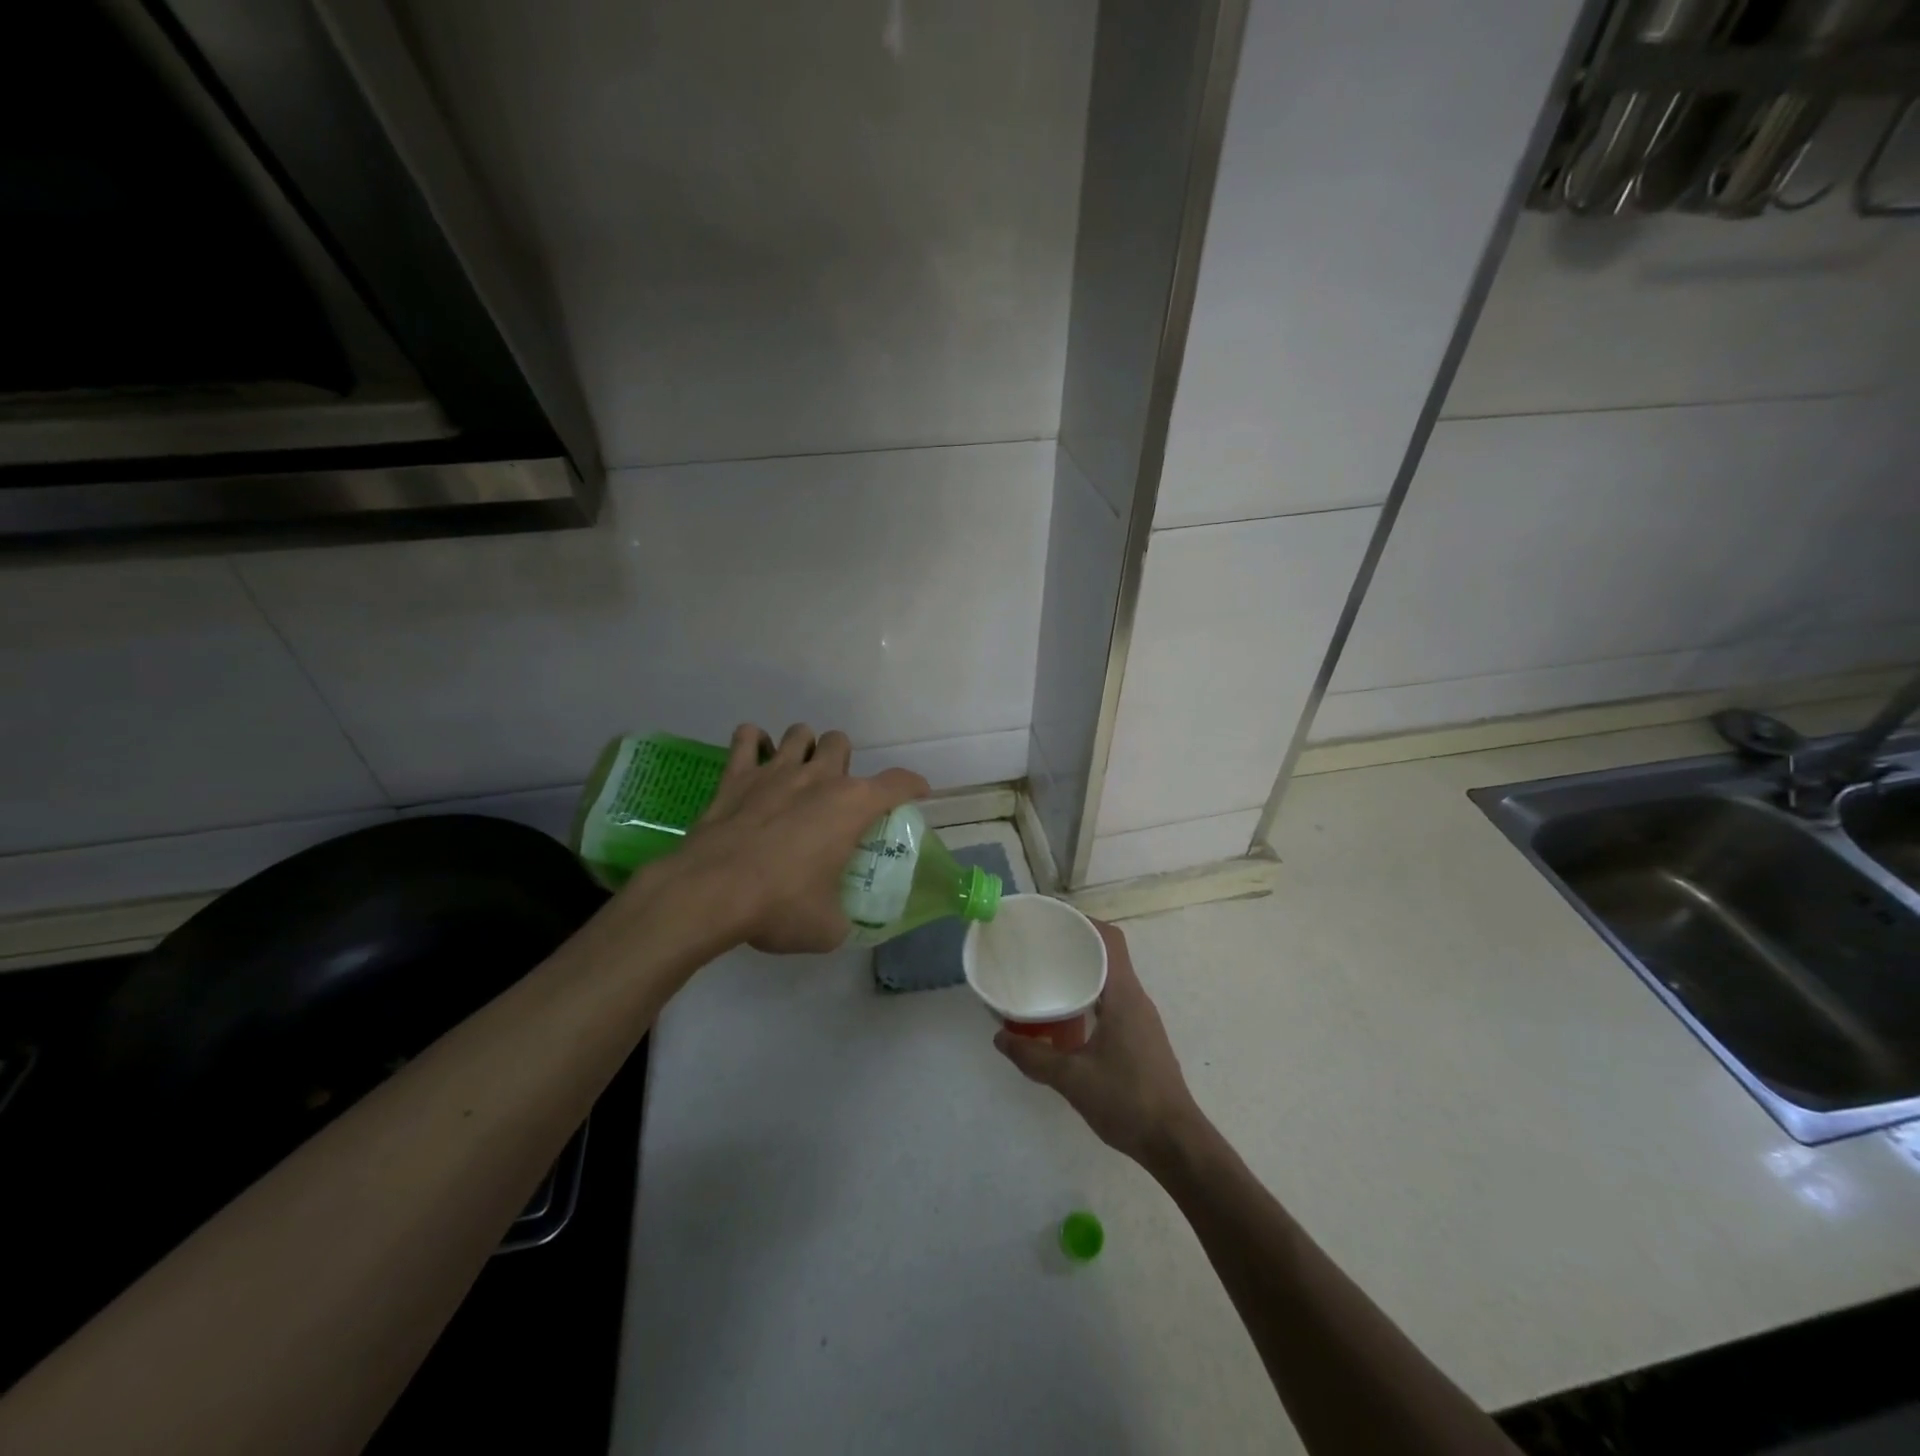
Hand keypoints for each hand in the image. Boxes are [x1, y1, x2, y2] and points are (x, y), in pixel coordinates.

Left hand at [642, 722, 927, 953]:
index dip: (913, 785)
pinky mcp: (736, 776)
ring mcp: (775, 771)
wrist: (711, 893)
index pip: (898, 782)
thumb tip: (840, 921)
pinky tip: (755, 761)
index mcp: (852, 805)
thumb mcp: (828, 928)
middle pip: (841, 742)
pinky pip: (746, 738)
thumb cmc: (780, 905)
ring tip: (798, 775)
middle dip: (843, 763)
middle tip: (834, 796)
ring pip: (799, 733)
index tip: (917, 793)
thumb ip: (843, 917)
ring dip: (804, 748)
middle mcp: (819, 777)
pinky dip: (753, 744)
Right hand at [994, 920, 1203, 1169]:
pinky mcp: (1141, 1037)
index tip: (1053, 921)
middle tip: (1040, 947)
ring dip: (1084, 971)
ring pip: (1111, 979)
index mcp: (1124, 995)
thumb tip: (1000, 1038)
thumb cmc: (1127, 1101)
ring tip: (1048, 975)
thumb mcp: (1072, 1079)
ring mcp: (1141, 1019)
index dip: (1084, 922)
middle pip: (1109, 954)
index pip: (1110, 939)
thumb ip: (1034, 1057)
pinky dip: (1091, 995)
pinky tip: (1067, 1014)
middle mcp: (1136, 999)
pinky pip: (1114, 1000)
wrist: (1175, 1143)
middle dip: (1077, 944)